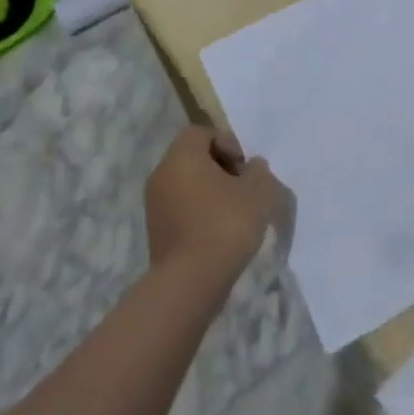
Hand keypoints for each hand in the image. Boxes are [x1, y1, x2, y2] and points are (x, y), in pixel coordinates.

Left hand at [144, 127, 289, 275]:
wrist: (191, 281)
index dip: (228, 143)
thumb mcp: (258, 191)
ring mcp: (154, 205)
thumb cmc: (226, 224)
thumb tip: (252, 168)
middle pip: (193, 158)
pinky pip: (181, 209)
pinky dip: (199, 213)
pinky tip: (219, 233)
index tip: (245, 168)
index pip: (202, 132)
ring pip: (186, 185)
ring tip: (235, 213)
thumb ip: (259, 172)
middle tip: (243, 188)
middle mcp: (162, 173)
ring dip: (210, 192)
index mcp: (182, 155)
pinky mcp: (155, 232)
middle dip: (220, 168)